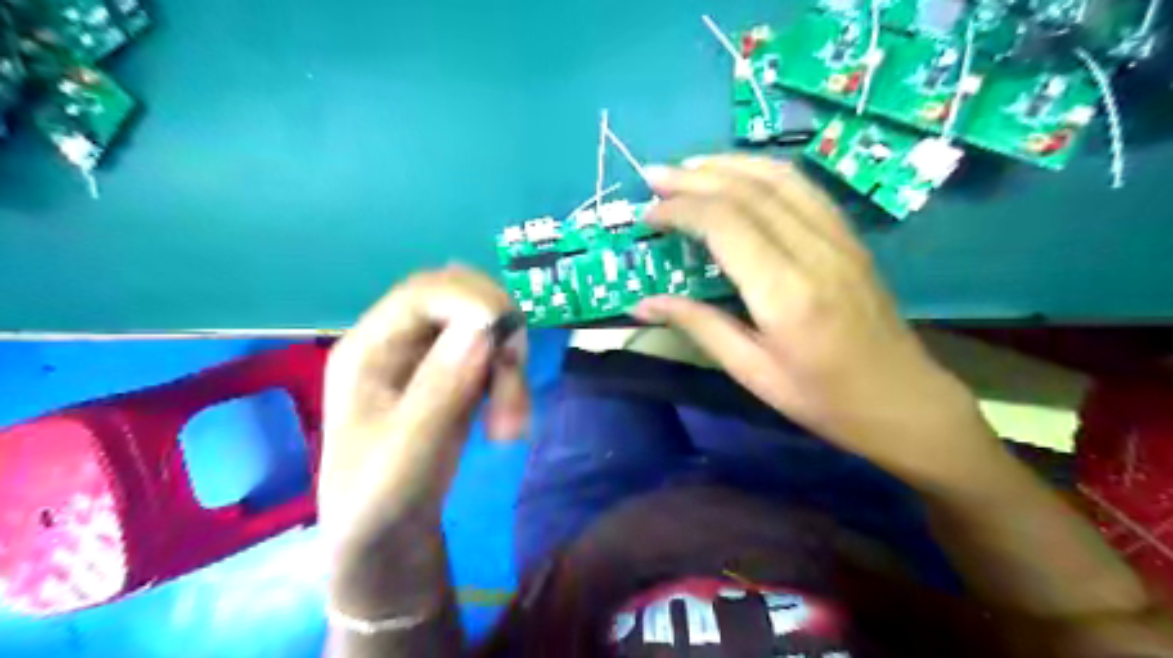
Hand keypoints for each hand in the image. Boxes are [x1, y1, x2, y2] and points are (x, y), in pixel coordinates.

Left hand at [316, 268, 527, 548]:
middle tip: (514, 375)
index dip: (472, 301)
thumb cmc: (377, 502)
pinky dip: (510, 380)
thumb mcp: (405, 453)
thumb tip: (484, 327)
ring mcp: (429, 359)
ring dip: (510, 363)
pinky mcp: (455, 377)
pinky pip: (493, 357)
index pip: (424, 292)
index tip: (506, 343)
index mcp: (370, 348)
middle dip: (498, 330)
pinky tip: (508, 421)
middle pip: (461, 298)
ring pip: (485, 326)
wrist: (384, 540)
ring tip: (512, 423)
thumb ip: (440, 389)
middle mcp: (399, 342)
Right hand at [639, 155, 1002, 481]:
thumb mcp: (751, 372)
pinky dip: (763, 171)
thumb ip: (698, 326)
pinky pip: (804, 188)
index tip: (647, 214)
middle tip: (653, 175)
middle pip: (748, 191)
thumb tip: (643, 303)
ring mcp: (838, 238)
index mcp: (785, 293)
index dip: (681, 209)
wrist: (903, 400)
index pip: (726, 224)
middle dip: (694, 177)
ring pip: (779, 178)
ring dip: (728, 164)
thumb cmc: (822, 398)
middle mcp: (814, 252)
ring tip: (688, 166)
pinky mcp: (850, 237)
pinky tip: (740, 175)